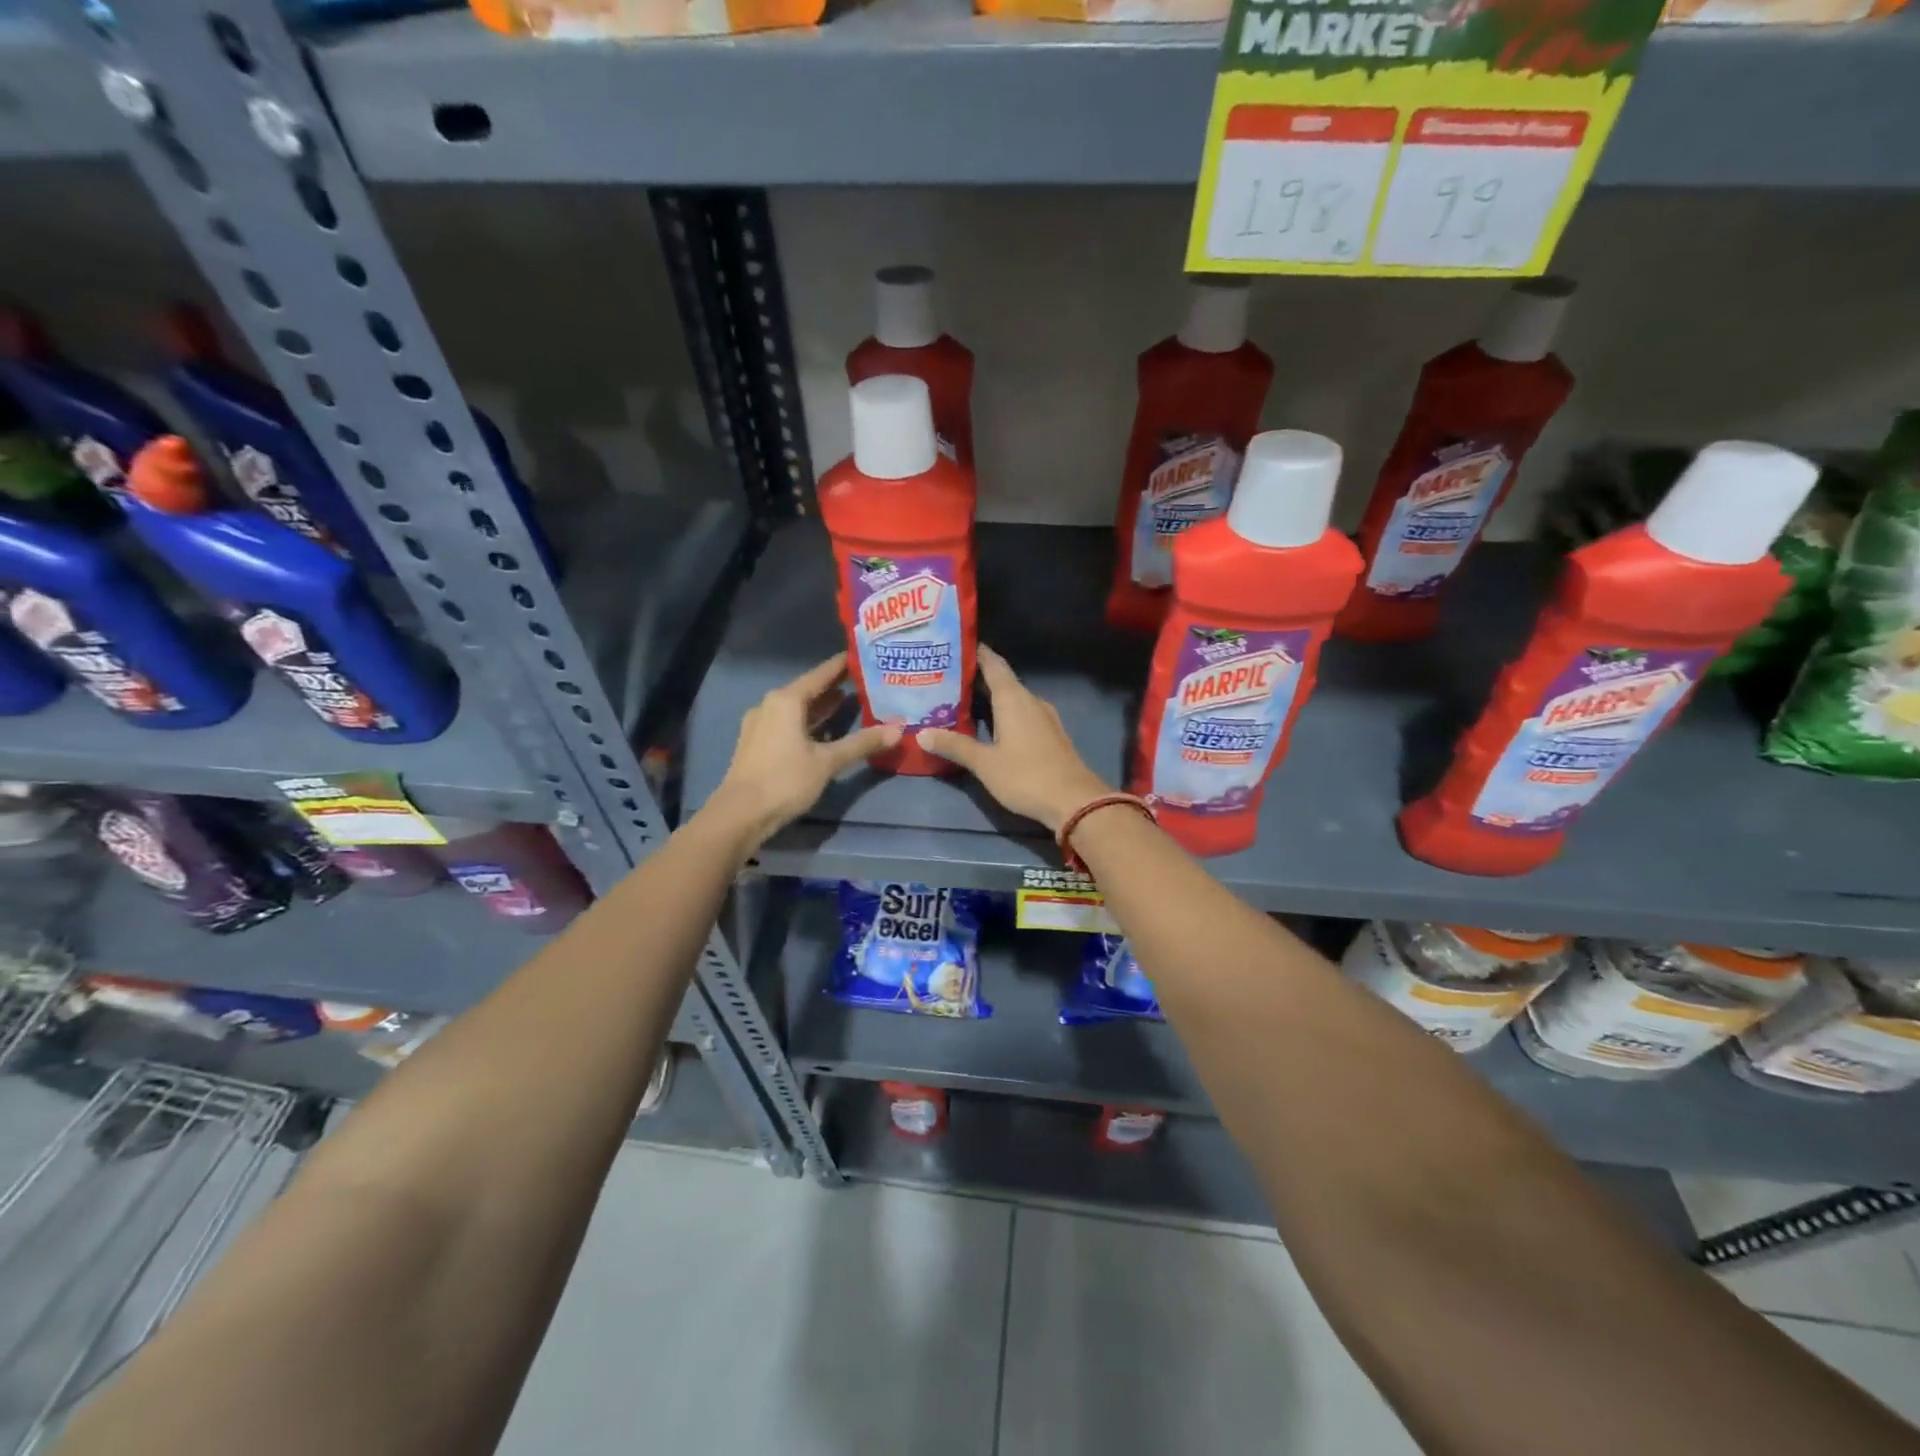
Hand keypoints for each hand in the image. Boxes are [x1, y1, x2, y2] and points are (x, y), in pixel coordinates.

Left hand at [708, 653, 900, 848]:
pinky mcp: (758, 744)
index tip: (862, 656)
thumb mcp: (828, 761)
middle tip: (865, 682)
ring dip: (822, 708)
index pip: (820, 674)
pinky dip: (809, 724)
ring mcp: (761, 725)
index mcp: (786, 700)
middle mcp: (771, 705)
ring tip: (850, 703)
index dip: (842, 666)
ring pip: (798, 709)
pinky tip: (826, 731)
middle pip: (808, 691)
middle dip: (835, 688)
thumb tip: (898, 729)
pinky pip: (789, 724)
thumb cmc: (785, 780)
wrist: (741, 814)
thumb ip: (862, 743)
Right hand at [921, 644, 1110, 833]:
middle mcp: (1030, 700)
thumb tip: (921, 734)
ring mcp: (1044, 717)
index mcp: (1013, 698)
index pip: (993, 664)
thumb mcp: (985, 763)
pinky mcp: (1050, 734)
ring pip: (1013, 698)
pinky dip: (1004, 713)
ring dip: (990, 697)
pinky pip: (1022, 713)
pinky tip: (989, 724)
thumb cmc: (1026, 776)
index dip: (975, 652)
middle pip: (1002, 680)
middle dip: (976, 677)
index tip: (954, 645)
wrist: (1075, 801)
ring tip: (961, 699)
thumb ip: (955, 746)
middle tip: (946, 676)